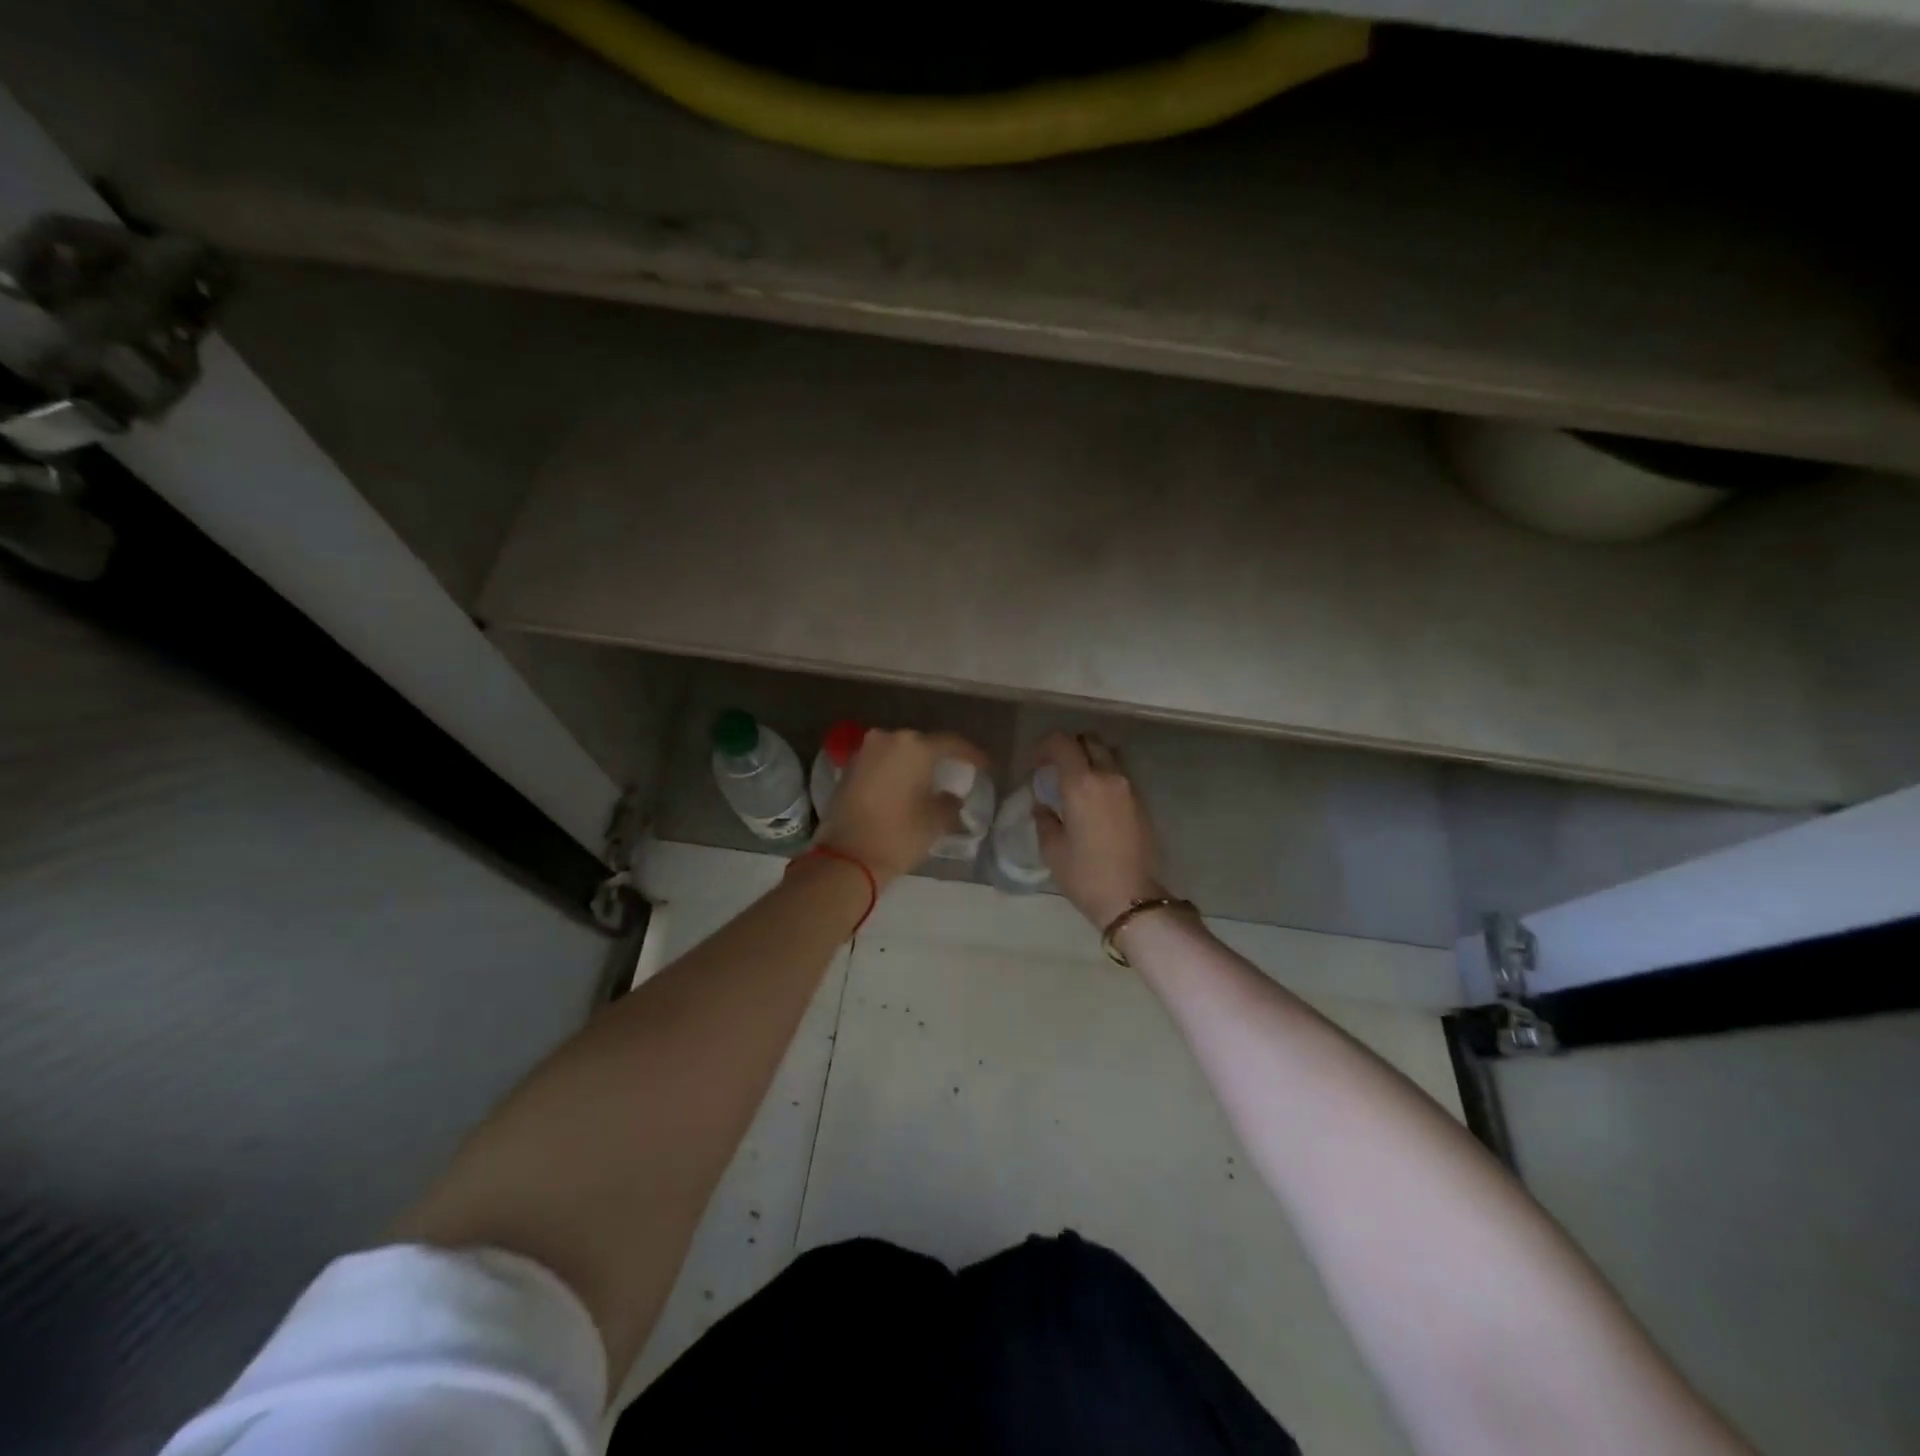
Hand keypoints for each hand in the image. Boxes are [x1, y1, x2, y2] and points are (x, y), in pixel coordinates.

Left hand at [817, 728, 989, 884]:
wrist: (846, 857)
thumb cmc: (898, 835)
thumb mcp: (936, 822)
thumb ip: (950, 803)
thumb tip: (951, 797)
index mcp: (915, 747)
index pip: (952, 744)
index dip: (971, 755)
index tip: (985, 767)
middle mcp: (888, 739)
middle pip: (922, 744)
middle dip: (939, 758)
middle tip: (955, 773)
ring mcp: (864, 752)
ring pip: (899, 752)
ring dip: (914, 765)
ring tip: (929, 782)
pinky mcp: (849, 768)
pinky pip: (880, 763)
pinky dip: (894, 772)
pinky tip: (904, 788)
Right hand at [1033, 731, 1165, 927]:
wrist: (1132, 899)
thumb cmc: (1085, 875)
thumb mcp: (1053, 849)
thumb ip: (1044, 820)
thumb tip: (1042, 806)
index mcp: (1081, 784)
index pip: (1062, 743)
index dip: (1045, 746)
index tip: (1035, 763)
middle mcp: (1108, 777)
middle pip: (1089, 741)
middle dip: (1070, 747)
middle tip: (1055, 768)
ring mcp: (1129, 788)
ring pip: (1107, 756)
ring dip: (1089, 760)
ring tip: (1076, 784)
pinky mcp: (1141, 802)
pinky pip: (1118, 776)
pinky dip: (1103, 777)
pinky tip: (1093, 802)